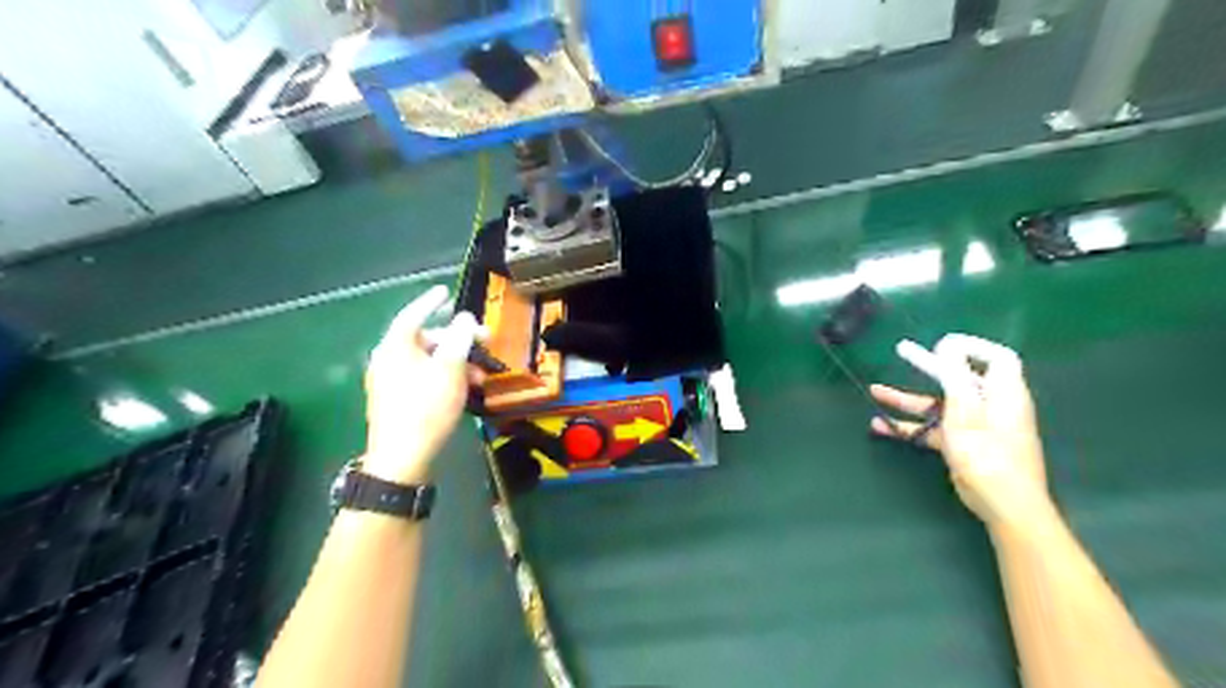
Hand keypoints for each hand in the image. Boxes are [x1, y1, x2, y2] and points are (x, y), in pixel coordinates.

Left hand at [360, 286, 483, 482]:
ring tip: (480, 376)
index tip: (445, 291)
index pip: (413, 314)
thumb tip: (465, 318)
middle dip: (457, 341)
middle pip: (425, 340)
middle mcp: (387, 359)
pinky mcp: (395, 400)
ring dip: (456, 363)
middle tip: (484, 342)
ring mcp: (388, 381)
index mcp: (395, 347)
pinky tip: (464, 390)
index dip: (431, 301)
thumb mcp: (450, 369)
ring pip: (427, 361)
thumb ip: (460, 339)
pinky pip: (422, 377)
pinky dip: (443, 377)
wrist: (402, 458)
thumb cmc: (427, 407)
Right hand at [870, 334, 1054, 530]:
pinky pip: (933, 428)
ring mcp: (976, 426)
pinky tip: (881, 426)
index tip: (942, 345)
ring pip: (939, 405)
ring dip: (908, 399)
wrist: (1004, 506)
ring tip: (876, 392)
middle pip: (959, 378)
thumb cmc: (987, 455)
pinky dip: (910, 426)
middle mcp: (991, 405)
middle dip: (928, 367)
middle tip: (902, 352)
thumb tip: (949, 345)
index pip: (997, 358)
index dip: (972, 346)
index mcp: (1003, 393)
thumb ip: (956, 376)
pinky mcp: (963, 444)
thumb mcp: (966, 411)